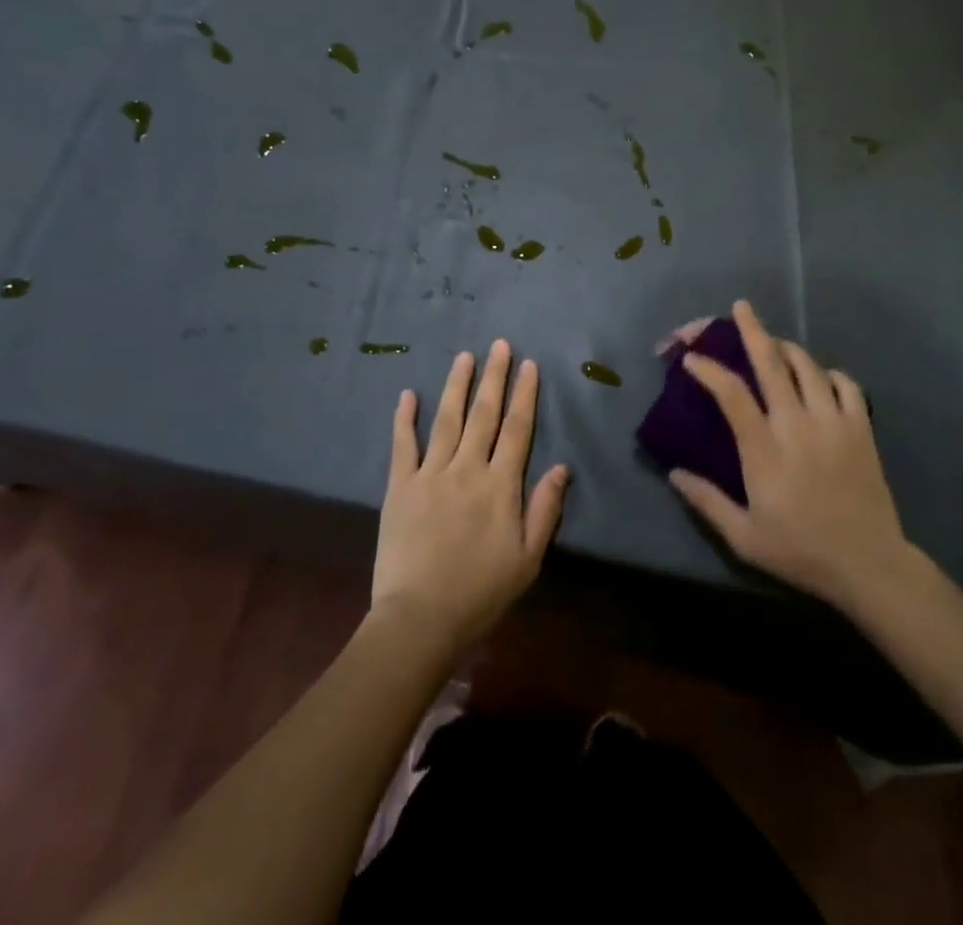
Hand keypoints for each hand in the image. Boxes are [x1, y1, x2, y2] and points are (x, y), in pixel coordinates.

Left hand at [373, 340, 568, 654]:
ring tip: (464, 356)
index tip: (529, 364)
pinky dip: (405, 418)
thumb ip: (544, 509)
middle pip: (484, 414)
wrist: (419, 618)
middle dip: (494, 377)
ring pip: (446, 419)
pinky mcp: (400, 486)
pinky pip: (403, 445)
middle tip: (499, 345)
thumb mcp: (527, 559)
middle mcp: (467, 468)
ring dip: (457, 385)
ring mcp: (430, 474)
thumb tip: (562, 467)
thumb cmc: (480, 592)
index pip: (517, 428)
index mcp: (500, 485)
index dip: (525, 394)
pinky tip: (407, 394)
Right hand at [668, 300, 920, 618]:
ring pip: (807, 366)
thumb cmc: (800, 551)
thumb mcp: (744, 537)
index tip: (691, 358)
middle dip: (751, 330)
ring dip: (786, 348)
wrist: (869, 565)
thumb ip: (706, 501)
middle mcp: (798, 425)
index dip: (709, 370)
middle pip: (771, 363)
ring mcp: (834, 422)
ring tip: (773, 342)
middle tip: (740, 307)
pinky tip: (818, 377)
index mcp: (765, 450)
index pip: (731, 394)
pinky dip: (828, 373)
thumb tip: (674, 472)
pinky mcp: (861, 428)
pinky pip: (845, 384)